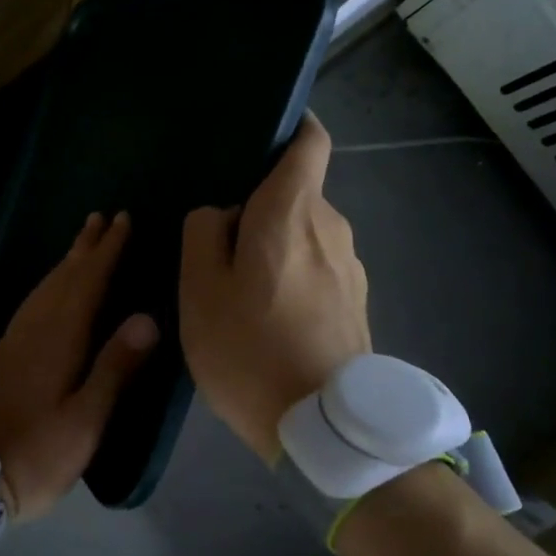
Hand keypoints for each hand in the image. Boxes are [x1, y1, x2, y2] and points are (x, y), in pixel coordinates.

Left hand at [0, 213, 158, 519]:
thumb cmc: (36, 453)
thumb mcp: (85, 419)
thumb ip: (115, 366)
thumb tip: (147, 317)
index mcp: (58, 340)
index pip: (87, 283)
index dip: (106, 251)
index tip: (122, 220)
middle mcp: (34, 330)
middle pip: (62, 278)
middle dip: (84, 247)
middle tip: (101, 217)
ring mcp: (13, 342)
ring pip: (43, 289)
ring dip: (65, 262)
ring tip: (80, 244)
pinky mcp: (2, 357)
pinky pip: (31, 304)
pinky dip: (48, 286)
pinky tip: (50, 294)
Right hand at [180, 114, 369, 462]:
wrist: (323, 428)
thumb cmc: (249, 349)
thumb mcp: (199, 290)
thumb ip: (203, 234)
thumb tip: (220, 212)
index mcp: (291, 213)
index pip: (310, 143)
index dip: (292, 128)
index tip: (261, 137)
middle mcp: (331, 228)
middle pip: (297, 193)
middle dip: (261, 204)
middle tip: (218, 238)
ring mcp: (350, 267)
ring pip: (306, 233)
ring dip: (275, 245)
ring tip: (240, 284)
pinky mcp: (357, 302)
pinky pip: (318, 267)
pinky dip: (293, 274)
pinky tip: (268, 314)